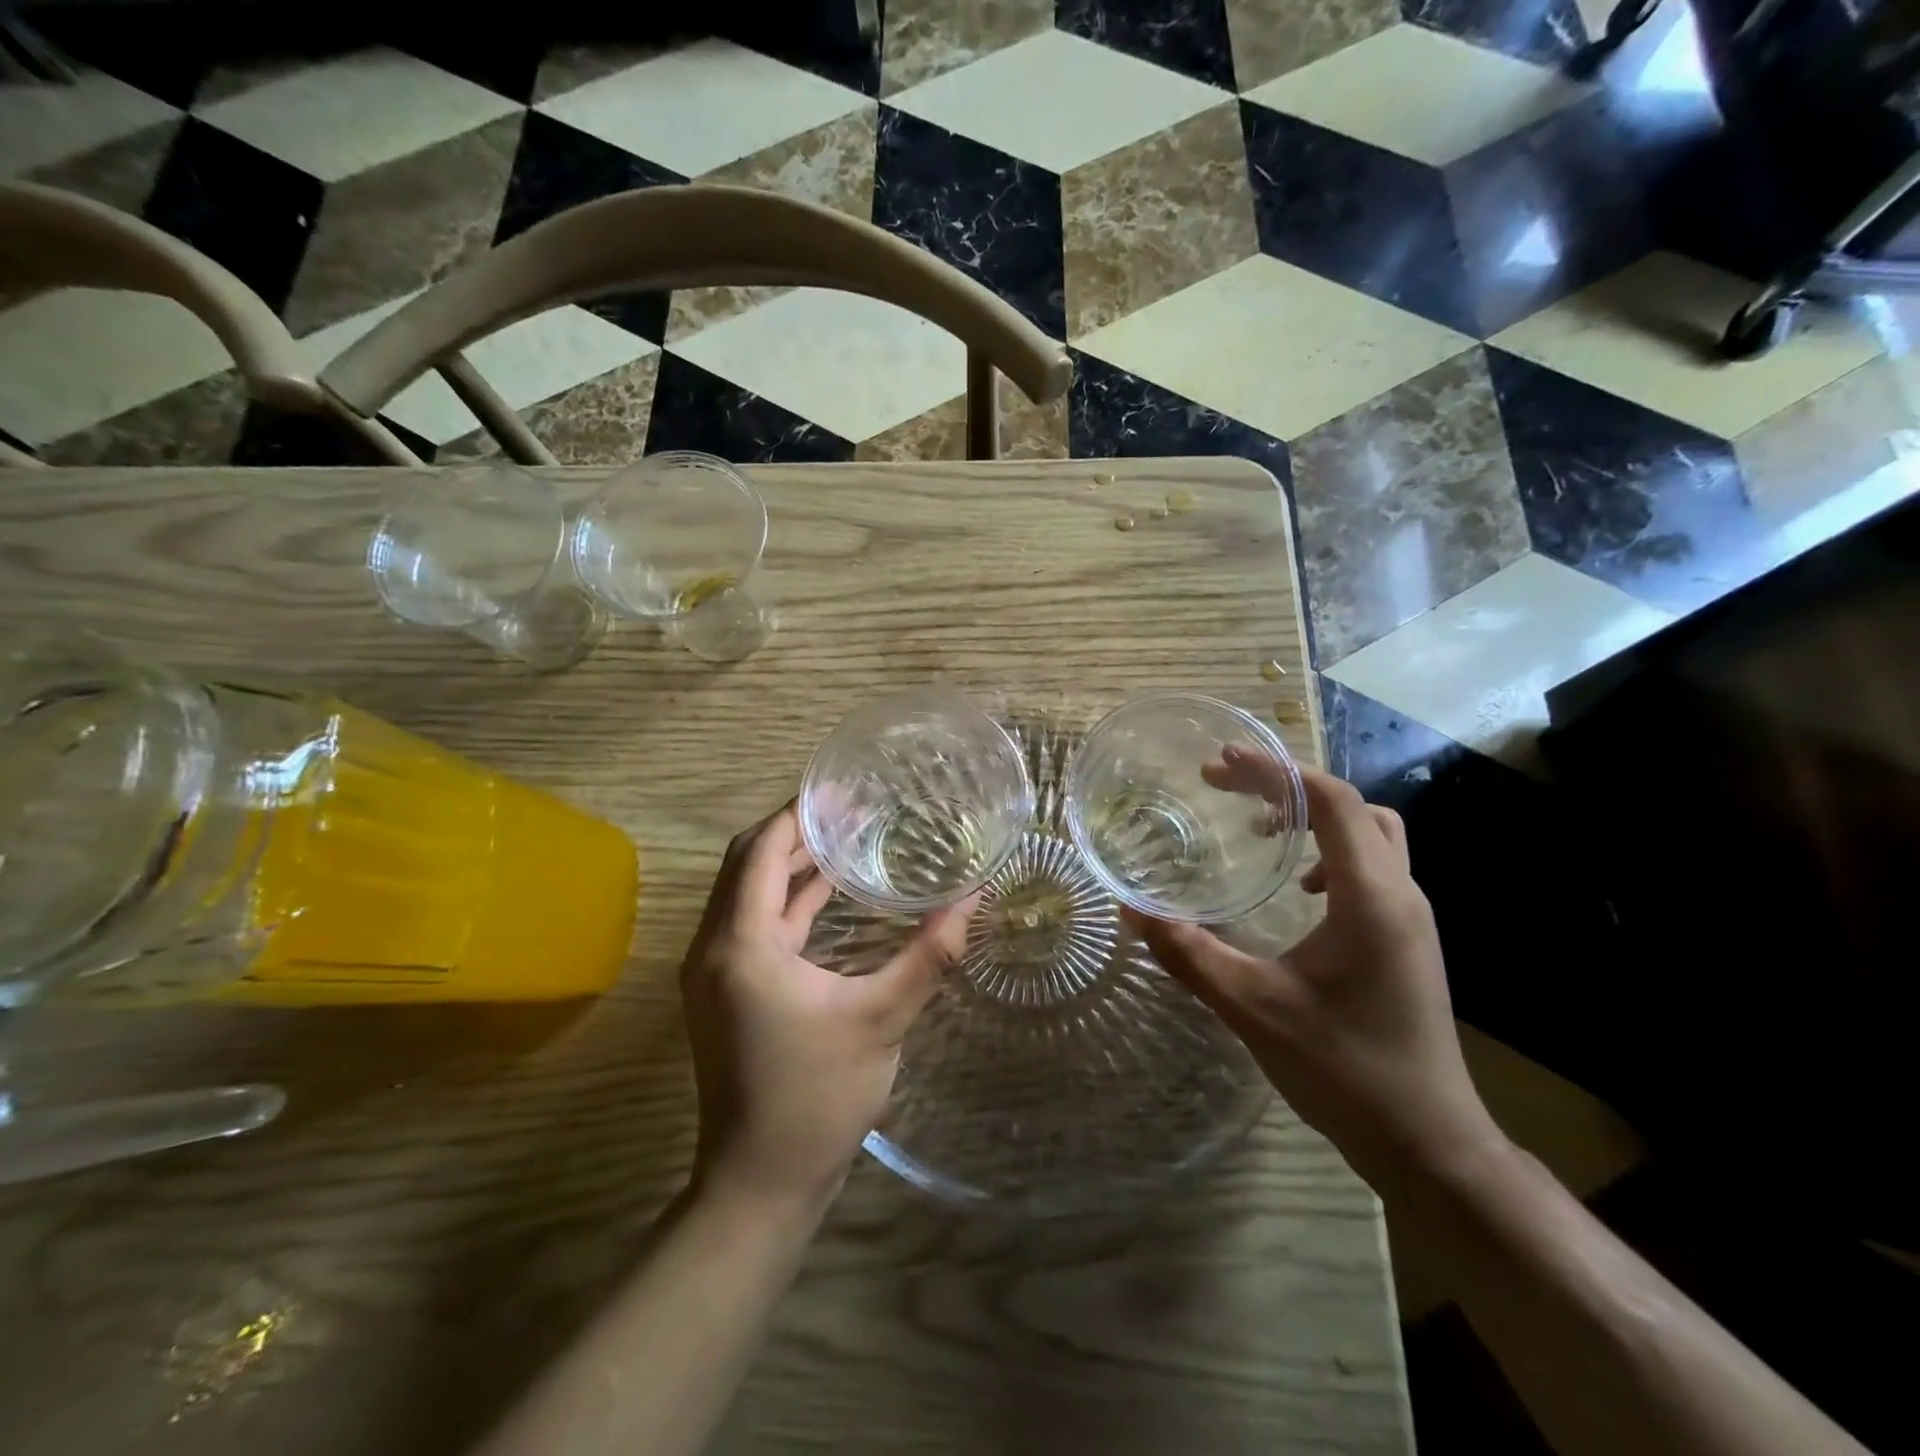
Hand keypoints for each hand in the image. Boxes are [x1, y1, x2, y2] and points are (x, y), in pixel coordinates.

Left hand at [680, 802, 975, 1211]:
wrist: (760, 1183)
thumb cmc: (818, 1097)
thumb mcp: (882, 1019)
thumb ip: (930, 954)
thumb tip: (973, 898)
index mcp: (741, 944)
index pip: (760, 851)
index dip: (797, 815)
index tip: (840, 791)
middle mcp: (715, 947)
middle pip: (746, 863)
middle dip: (793, 831)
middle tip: (847, 808)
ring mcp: (716, 972)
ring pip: (748, 893)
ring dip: (789, 864)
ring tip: (843, 837)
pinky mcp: (728, 992)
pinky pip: (754, 924)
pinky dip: (787, 900)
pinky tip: (828, 892)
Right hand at [1123, 755, 1501, 1193]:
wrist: (1429, 1144)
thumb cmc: (1344, 1069)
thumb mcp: (1252, 1007)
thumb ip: (1188, 954)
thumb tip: (1132, 911)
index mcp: (1370, 897)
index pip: (1331, 801)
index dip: (1274, 771)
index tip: (1221, 761)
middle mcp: (1400, 894)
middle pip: (1352, 807)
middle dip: (1288, 786)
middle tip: (1229, 789)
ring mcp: (1411, 918)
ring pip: (1371, 834)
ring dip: (1316, 817)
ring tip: (1261, 828)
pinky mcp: (1407, 940)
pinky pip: (1373, 867)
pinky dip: (1330, 852)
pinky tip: (1296, 891)